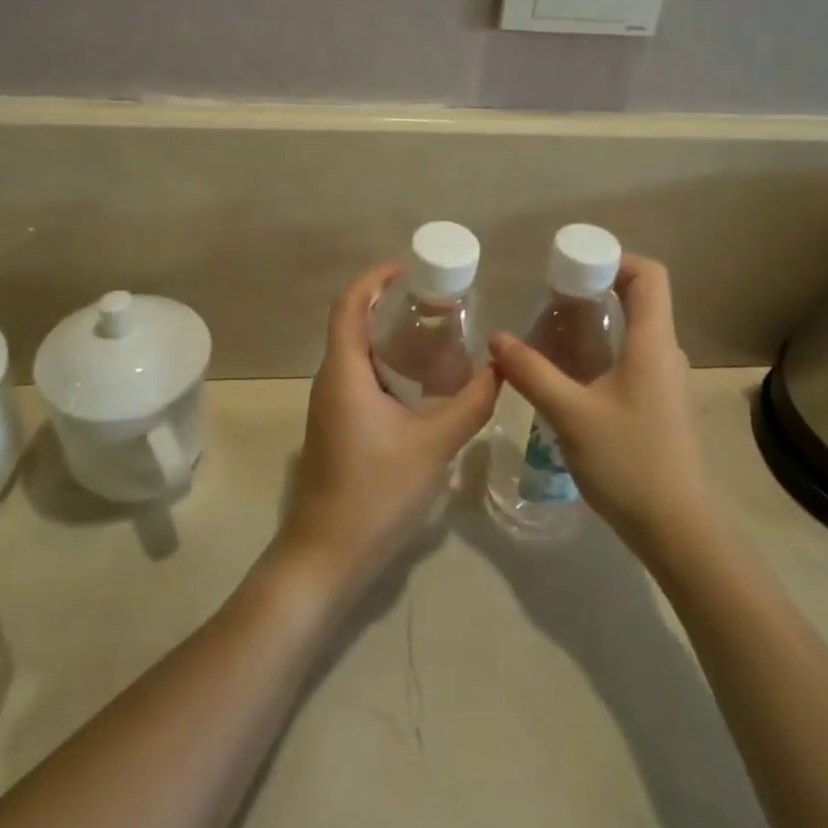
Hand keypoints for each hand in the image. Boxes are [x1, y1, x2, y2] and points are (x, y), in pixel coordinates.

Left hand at [278, 264, 499, 594]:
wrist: (325, 558)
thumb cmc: (375, 493)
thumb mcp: (434, 445)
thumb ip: (470, 404)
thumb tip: (501, 367)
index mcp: (344, 371)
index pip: (349, 304)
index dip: (375, 279)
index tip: (411, 269)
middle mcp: (331, 379)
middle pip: (354, 323)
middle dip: (392, 306)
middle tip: (439, 303)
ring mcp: (331, 405)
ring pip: (358, 354)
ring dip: (392, 338)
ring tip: (439, 337)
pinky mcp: (338, 427)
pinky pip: (361, 379)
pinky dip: (389, 367)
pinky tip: (423, 384)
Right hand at [488, 254, 712, 556]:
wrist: (678, 530)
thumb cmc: (629, 462)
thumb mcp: (571, 415)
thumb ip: (532, 373)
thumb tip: (497, 338)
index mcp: (653, 342)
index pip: (649, 275)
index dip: (614, 258)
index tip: (572, 268)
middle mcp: (665, 352)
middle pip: (638, 298)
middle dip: (593, 289)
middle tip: (549, 300)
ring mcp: (666, 380)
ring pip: (632, 331)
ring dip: (595, 323)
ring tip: (551, 335)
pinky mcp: (660, 404)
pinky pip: (631, 358)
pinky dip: (601, 352)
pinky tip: (569, 376)